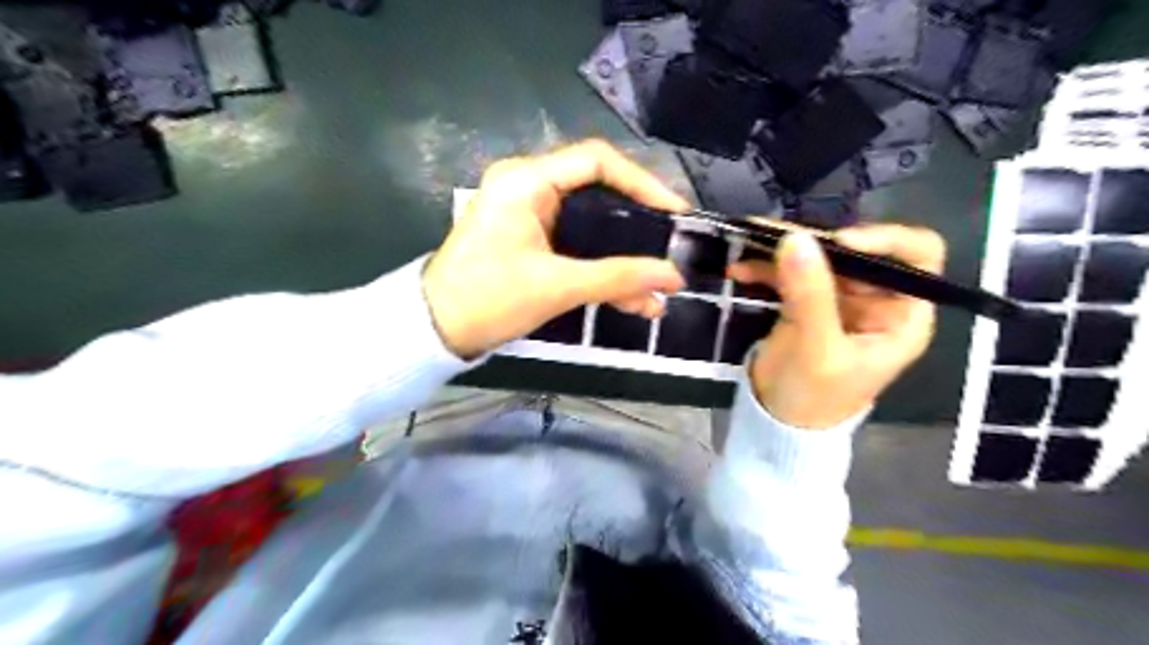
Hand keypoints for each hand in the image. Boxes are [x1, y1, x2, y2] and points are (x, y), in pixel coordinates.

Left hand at [424, 141, 684, 358]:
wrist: (434, 331)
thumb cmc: (489, 299)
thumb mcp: (558, 286)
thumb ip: (619, 278)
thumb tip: (673, 277)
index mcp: (527, 181)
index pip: (598, 162)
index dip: (643, 183)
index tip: (675, 213)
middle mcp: (527, 186)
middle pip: (598, 192)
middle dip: (637, 224)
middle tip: (669, 247)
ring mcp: (526, 214)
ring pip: (589, 225)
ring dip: (621, 257)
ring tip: (656, 290)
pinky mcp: (527, 239)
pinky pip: (574, 245)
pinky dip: (599, 268)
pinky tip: (629, 298)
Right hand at [731, 224, 947, 430]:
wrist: (778, 424)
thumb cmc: (815, 397)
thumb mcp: (817, 349)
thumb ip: (809, 295)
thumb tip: (795, 238)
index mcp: (901, 314)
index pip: (917, 256)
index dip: (885, 240)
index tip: (839, 241)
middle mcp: (874, 300)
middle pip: (855, 252)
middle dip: (816, 242)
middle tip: (773, 236)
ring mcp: (837, 300)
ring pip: (817, 258)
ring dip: (782, 250)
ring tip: (748, 242)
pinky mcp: (804, 303)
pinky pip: (788, 274)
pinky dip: (765, 268)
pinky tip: (739, 270)